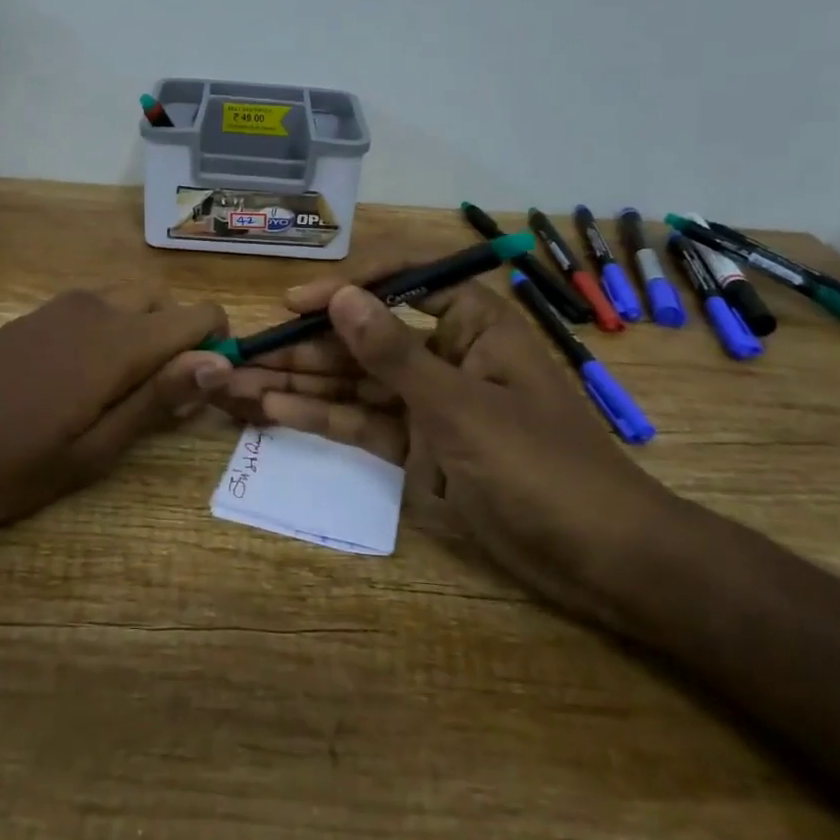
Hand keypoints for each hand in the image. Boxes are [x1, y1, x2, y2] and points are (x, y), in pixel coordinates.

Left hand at [0, 286, 230, 529]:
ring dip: (144, 334)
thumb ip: (157, 400)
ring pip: (130, 301)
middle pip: (165, 303)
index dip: (217, 347)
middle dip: (179, 340)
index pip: (199, 315)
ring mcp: (61, 306)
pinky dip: (111, 331)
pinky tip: (78, 381)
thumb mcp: (92, 451)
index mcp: (118, 341)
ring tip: (118, 393)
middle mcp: (96, 308)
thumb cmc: (8, 464)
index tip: (202, 392)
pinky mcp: (37, 315)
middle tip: (158, 399)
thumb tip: (218, 363)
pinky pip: (96, 307)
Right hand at [210, 263, 677, 621]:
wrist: (602, 560)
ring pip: (356, 381)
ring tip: (238, 381)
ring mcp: (430, 400)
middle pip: (365, 336)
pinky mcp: (420, 445)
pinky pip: (363, 421)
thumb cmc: (541, 467)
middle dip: (305, 344)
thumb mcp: (461, 407)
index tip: (293, 303)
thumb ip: (393, 353)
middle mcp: (445, 351)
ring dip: (301, 381)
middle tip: (242, 351)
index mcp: (472, 322)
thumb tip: (340, 297)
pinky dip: (322, 416)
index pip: (401, 279)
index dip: (344, 286)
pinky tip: (272, 410)